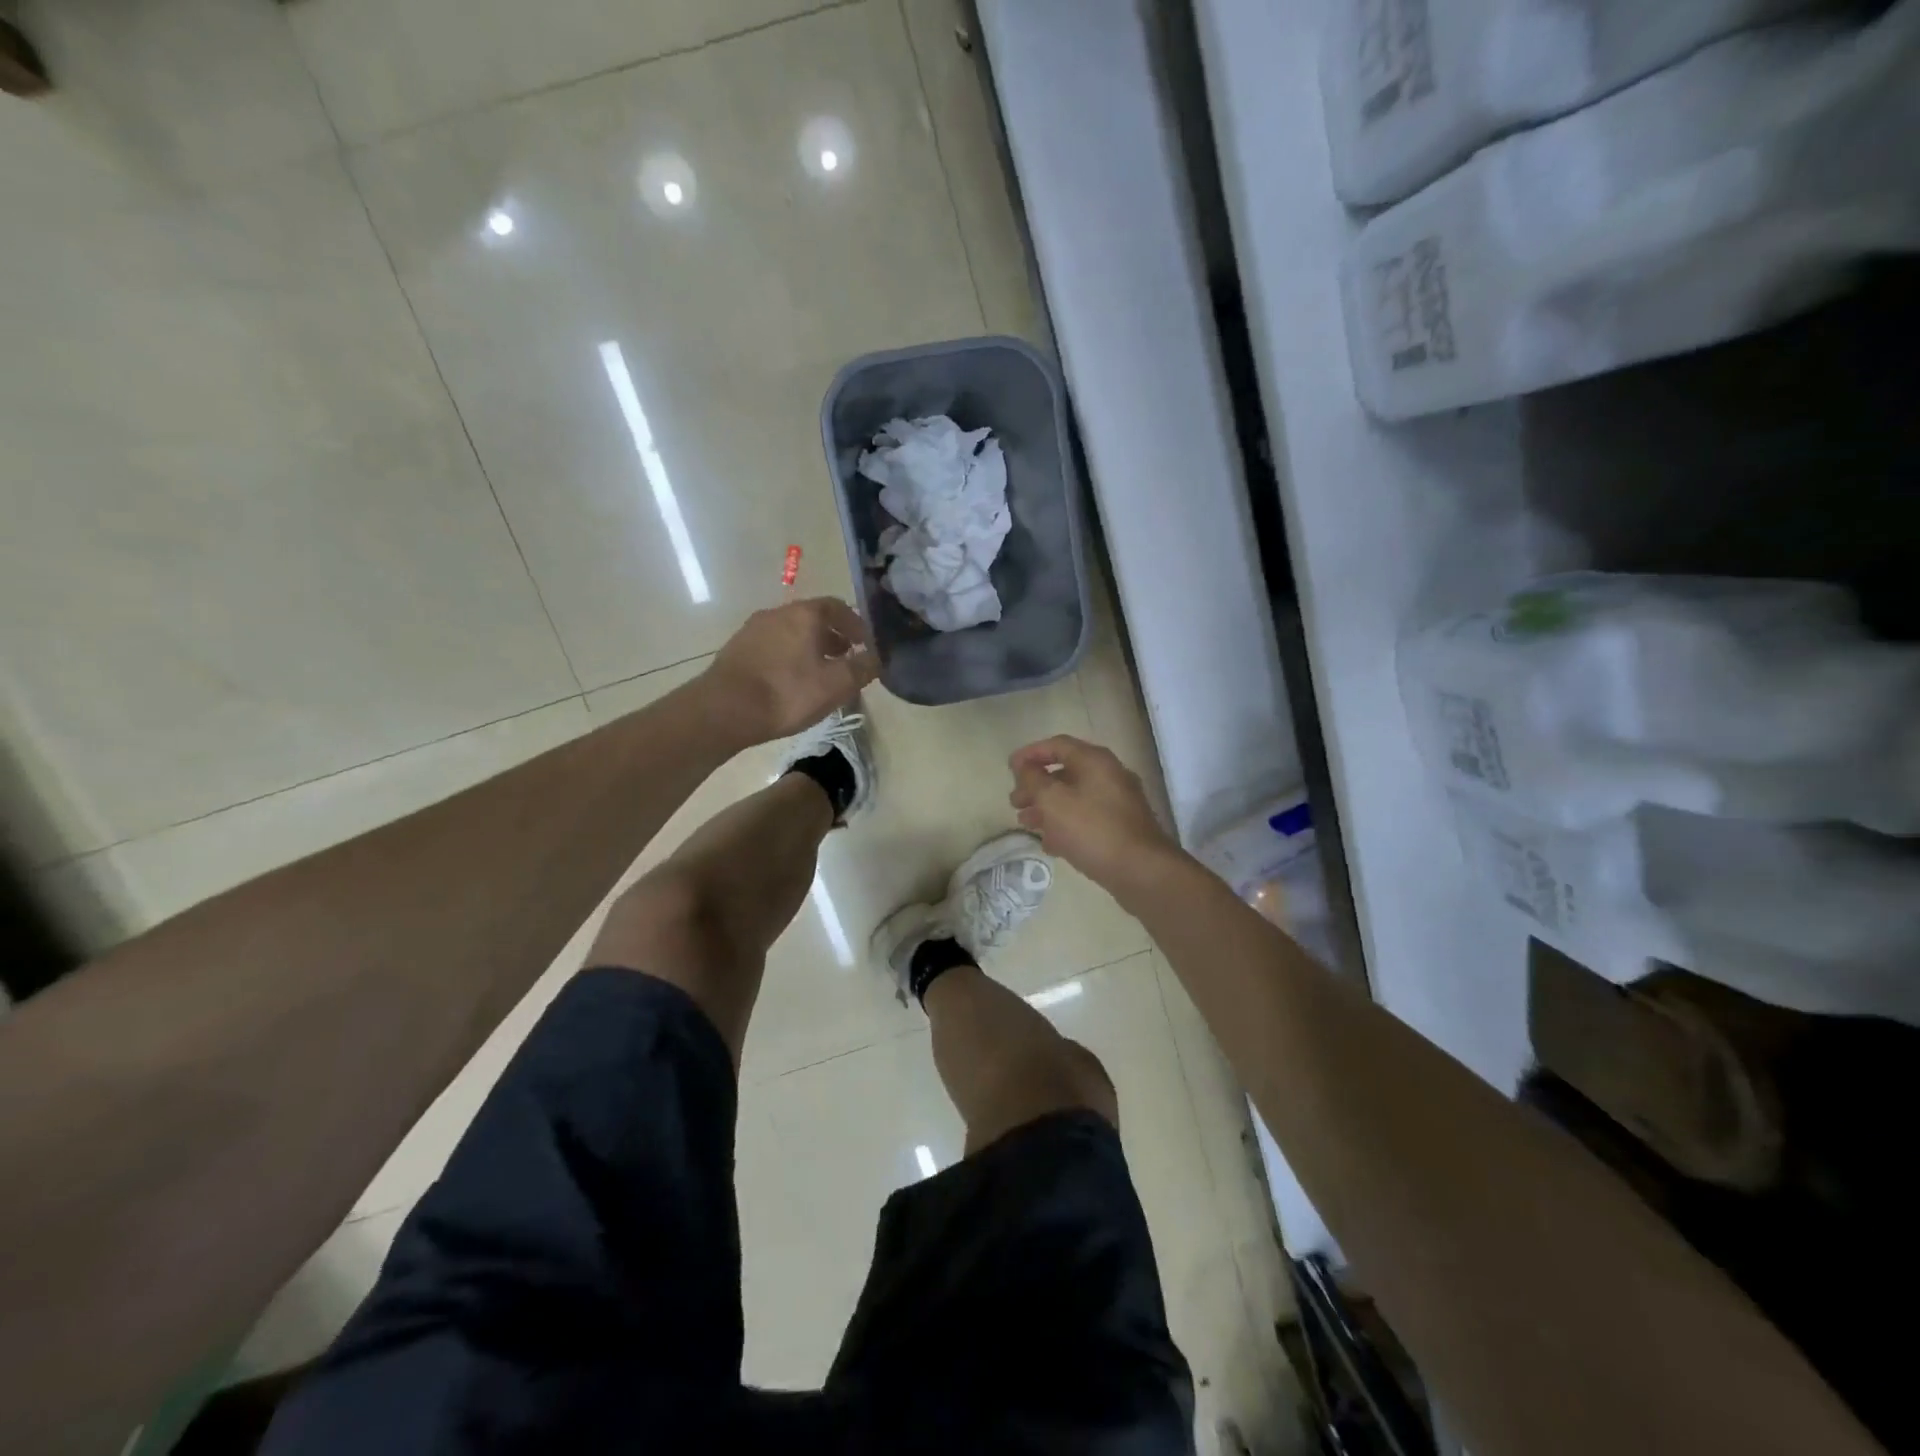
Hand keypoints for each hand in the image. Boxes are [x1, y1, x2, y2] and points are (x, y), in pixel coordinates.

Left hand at [702, 597, 878, 745]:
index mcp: (805, 614)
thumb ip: (863, 668)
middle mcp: (778, 612)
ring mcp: (753, 629)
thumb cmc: (788, 693)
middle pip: (813, 618)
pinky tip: (790, 681)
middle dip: (833, 637)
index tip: (866, 645)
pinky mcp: (737, 649)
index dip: (856, 625)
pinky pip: (772, 646)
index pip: (838, 606)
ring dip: (809, 647)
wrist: (724, 710)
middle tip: (846, 660)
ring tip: (819, 673)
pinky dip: (788, 656)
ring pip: (791, 632)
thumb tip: (877, 657)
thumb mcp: (837, 685)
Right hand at [1008, 735, 1179, 892]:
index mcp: (1095, 761)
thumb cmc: (1092, 830)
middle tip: (1014, 802)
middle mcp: (1109, 775)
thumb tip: (1025, 768)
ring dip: (1047, 807)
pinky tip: (1049, 843)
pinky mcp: (1120, 827)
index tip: (1009, 768)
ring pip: (1074, 797)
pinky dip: (1065, 824)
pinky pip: (1086, 818)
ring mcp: (1117, 802)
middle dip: (1036, 785)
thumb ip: (1034, 780)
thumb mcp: (1053, 801)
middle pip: (1065, 772)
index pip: (1057, 745)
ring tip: (1025, 823)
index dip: (1030, 753)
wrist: (1141, 871)